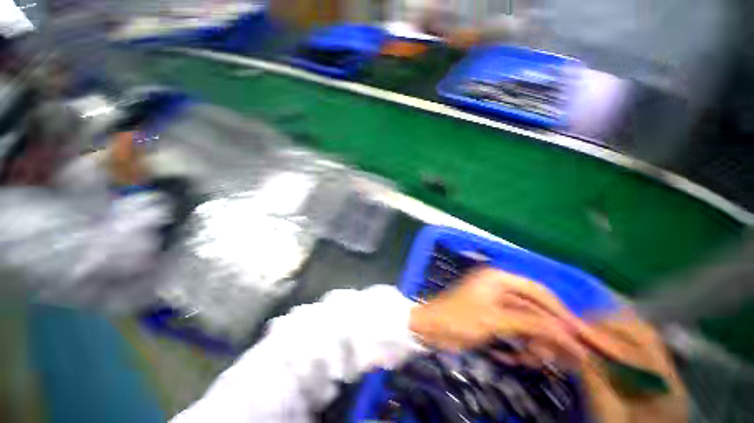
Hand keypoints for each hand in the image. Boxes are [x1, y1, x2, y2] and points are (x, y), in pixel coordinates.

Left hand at [408, 268, 587, 359]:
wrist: (430, 329)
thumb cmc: (458, 318)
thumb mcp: (495, 320)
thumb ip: (531, 324)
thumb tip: (568, 334)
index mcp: (499, 279)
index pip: (538, 292)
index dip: (561, 312)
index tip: (581, 334)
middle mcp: (500, 287)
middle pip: (535, 310)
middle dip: (547, 334)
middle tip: (564, 359)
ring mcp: (497, 303)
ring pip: (527, 323)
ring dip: (533, 343)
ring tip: (530, 360)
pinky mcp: (494, 318)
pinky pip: (516, 331)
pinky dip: (520, 345)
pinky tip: (515, 357)